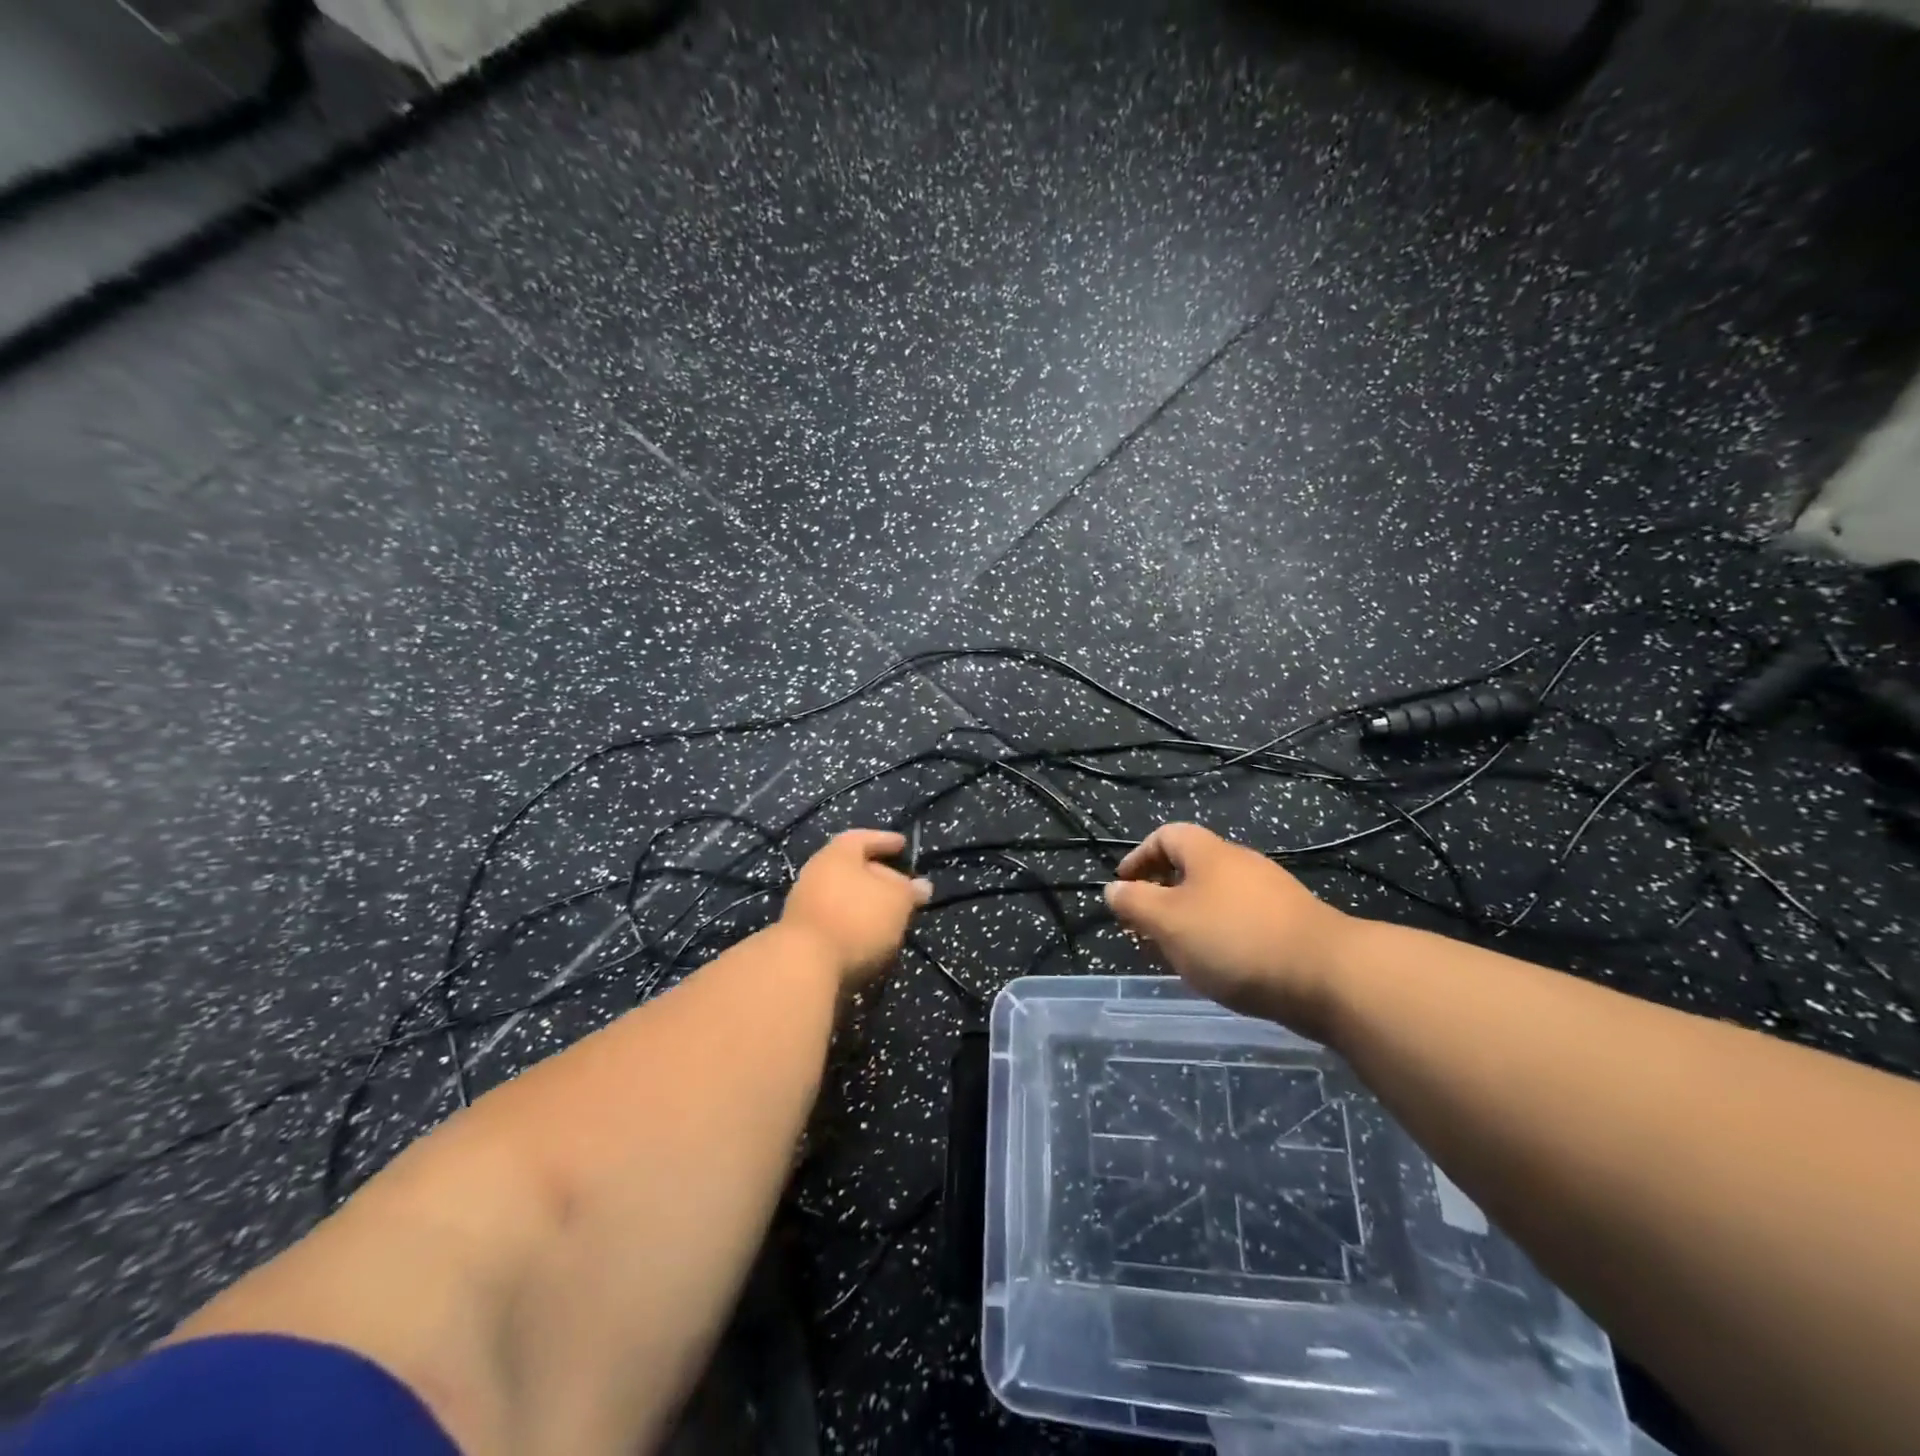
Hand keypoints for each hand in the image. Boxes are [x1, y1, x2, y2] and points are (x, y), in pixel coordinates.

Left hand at [780, 830, 931, 991]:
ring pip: (843, 896)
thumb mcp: (897, 901)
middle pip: (851, 868)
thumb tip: (922, 886)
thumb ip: (910, 891)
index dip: (885, 840)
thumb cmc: (857, 918)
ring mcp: (805, 904)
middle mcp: (816, 872)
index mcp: (837, 854)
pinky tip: (871, 938)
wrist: (805, 965)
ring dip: (866, 904)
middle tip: (902, 888)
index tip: (902, 845)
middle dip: (878, 876)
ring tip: (890, 916)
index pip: (863, 837)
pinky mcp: (802, 934)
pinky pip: (835, 919)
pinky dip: (854, 923)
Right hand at [1105, 823, 1351, 1033]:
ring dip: (1190, 918)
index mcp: (1208, 852)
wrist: (1328, 975)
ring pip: (1216, 896)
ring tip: (1178, 952)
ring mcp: (1271, 892)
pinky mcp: (1292, 922)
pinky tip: (1220, 967)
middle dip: (1162, 893)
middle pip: (1191, 866)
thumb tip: (1114, 889)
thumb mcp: (1168, 922)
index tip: (1123, 887)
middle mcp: (1240, 862)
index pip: (1165, 836)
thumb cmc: (1234, 940)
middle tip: (1145, 926)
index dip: (1139, 857)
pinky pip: (1242, 919)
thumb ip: (1135, 903)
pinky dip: (1219, 935)